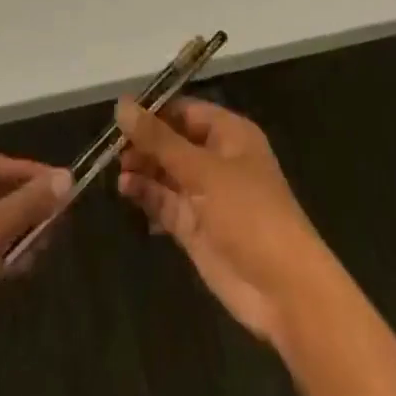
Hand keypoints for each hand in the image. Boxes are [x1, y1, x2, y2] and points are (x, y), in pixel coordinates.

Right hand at [114, 96, 333, 347]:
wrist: (283, 290)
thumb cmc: (249, 213)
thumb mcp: (202, 170)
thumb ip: (159, 139)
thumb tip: (122, 105)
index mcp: (229, 134)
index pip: (185, 111)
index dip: (154, 110)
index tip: (120, 113)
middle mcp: (217, 159)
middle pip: (173, 141)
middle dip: (144, 142)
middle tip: (111, 146)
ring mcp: (206, 195)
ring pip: (166, 173)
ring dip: (142, 169)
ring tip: (116, 169)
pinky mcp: (196, 228)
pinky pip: (166, 203)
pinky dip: (147, 196)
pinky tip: (126, 191)